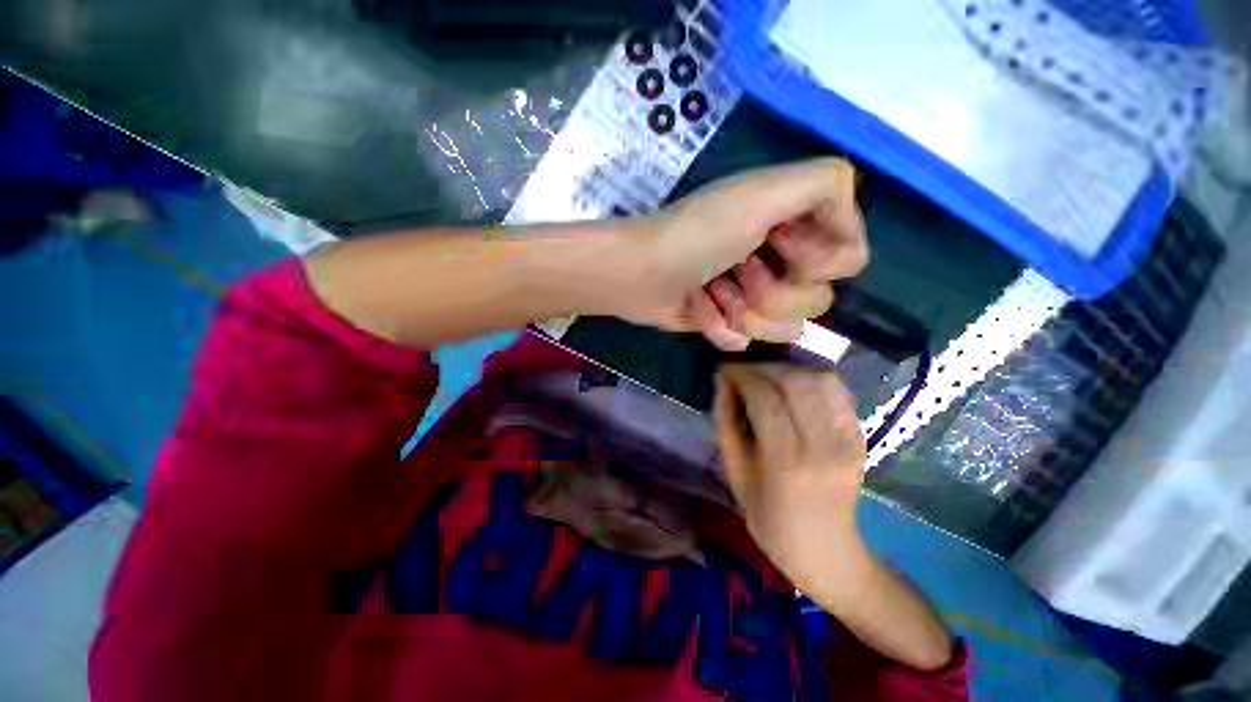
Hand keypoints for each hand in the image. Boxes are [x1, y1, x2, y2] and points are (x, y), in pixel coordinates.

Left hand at [616, 158, 867, 350]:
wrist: (639, 274)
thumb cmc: (697, 235)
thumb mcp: (763, 193)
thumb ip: (826, 186)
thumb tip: (849, 236)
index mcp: (795, 226)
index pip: (848, 259)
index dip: (817, 259)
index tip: (779, 242)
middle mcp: (780, 261)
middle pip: (816, 300)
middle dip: (772, 289)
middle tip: (737, 267)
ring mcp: (752, 296)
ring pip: (784, 328)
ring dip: (745, 309)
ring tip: (713, 289)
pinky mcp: (728, 321)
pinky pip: (747, 339)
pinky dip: (719, 325)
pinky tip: (698, 307)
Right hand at [713, 364, 867, 592]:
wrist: (827, 551)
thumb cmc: (770, 520)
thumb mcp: (735, 474)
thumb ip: (725, 423)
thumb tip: (721, 382)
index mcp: (786, 461)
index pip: (765, 397)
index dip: (742, 374)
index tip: (725, 369)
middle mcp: (823, 444)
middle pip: (795, 381)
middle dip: (763, 367)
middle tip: (744, 372)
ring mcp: (848, 438)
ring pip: (821, 378)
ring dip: (788, 368)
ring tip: (767, 376)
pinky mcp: (861, 434)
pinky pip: (838, 389)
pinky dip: (812, 377)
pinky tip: (794, 385)